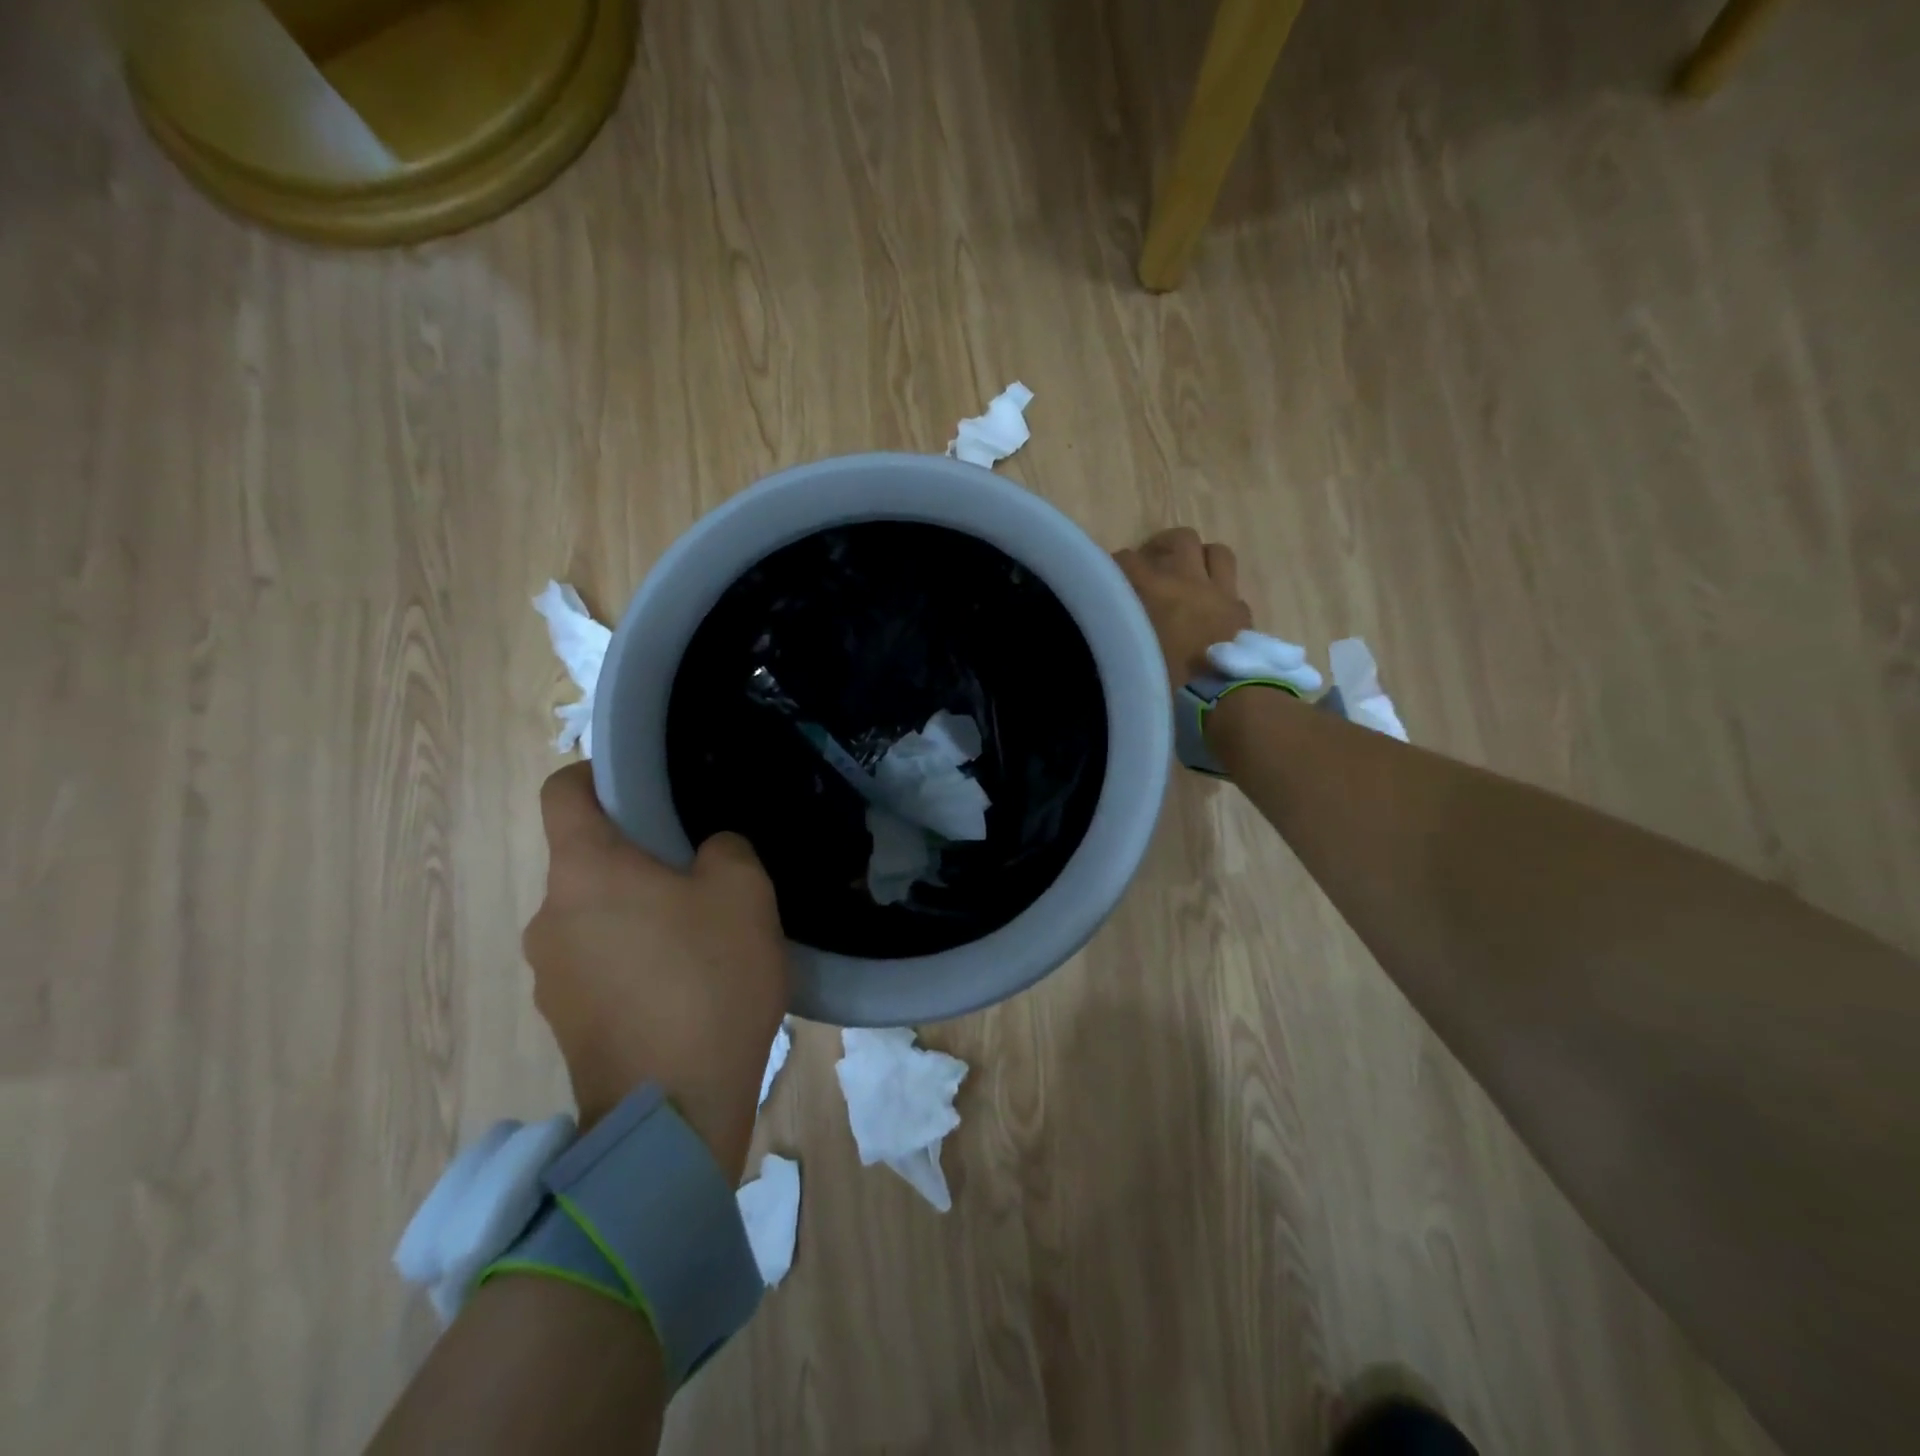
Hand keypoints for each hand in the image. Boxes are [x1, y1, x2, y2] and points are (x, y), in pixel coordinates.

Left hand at [523, 763, 790, 1180]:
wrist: (675, 1111)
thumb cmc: (707, 980)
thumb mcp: (743, 891)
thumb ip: (724, 848)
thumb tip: (705, 855)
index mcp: (584, 871)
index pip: (563, 791)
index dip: (598, 775)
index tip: (647, 790)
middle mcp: (549, 917)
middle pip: (586, 859)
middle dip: (639, 856)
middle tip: (703, 873)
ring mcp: (550, 976)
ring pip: (596, 915)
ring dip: (640, 912)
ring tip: (702, 937)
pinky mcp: (567, 1022)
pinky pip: (600, 963)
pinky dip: (635, 959)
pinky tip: (686, 986)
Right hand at [1114, 527, 1253, 685]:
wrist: (1225, 701)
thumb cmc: (1169, 684)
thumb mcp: (1131, 658)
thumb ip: (1120, 634)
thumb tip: (1111, 625)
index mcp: (1157, 590)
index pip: (1127, 560)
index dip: (1114, 564)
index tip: (1106, 578)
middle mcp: (1191, 581)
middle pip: (1181, 539)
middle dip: (1164, 546)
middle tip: (1152, 564)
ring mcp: (1223, 594)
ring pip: (1216, 553)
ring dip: (1200, 558)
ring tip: (1187, 574)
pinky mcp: (1243, 613)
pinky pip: (1232, 588)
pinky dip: (1219, 591)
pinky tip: (1210, 609)